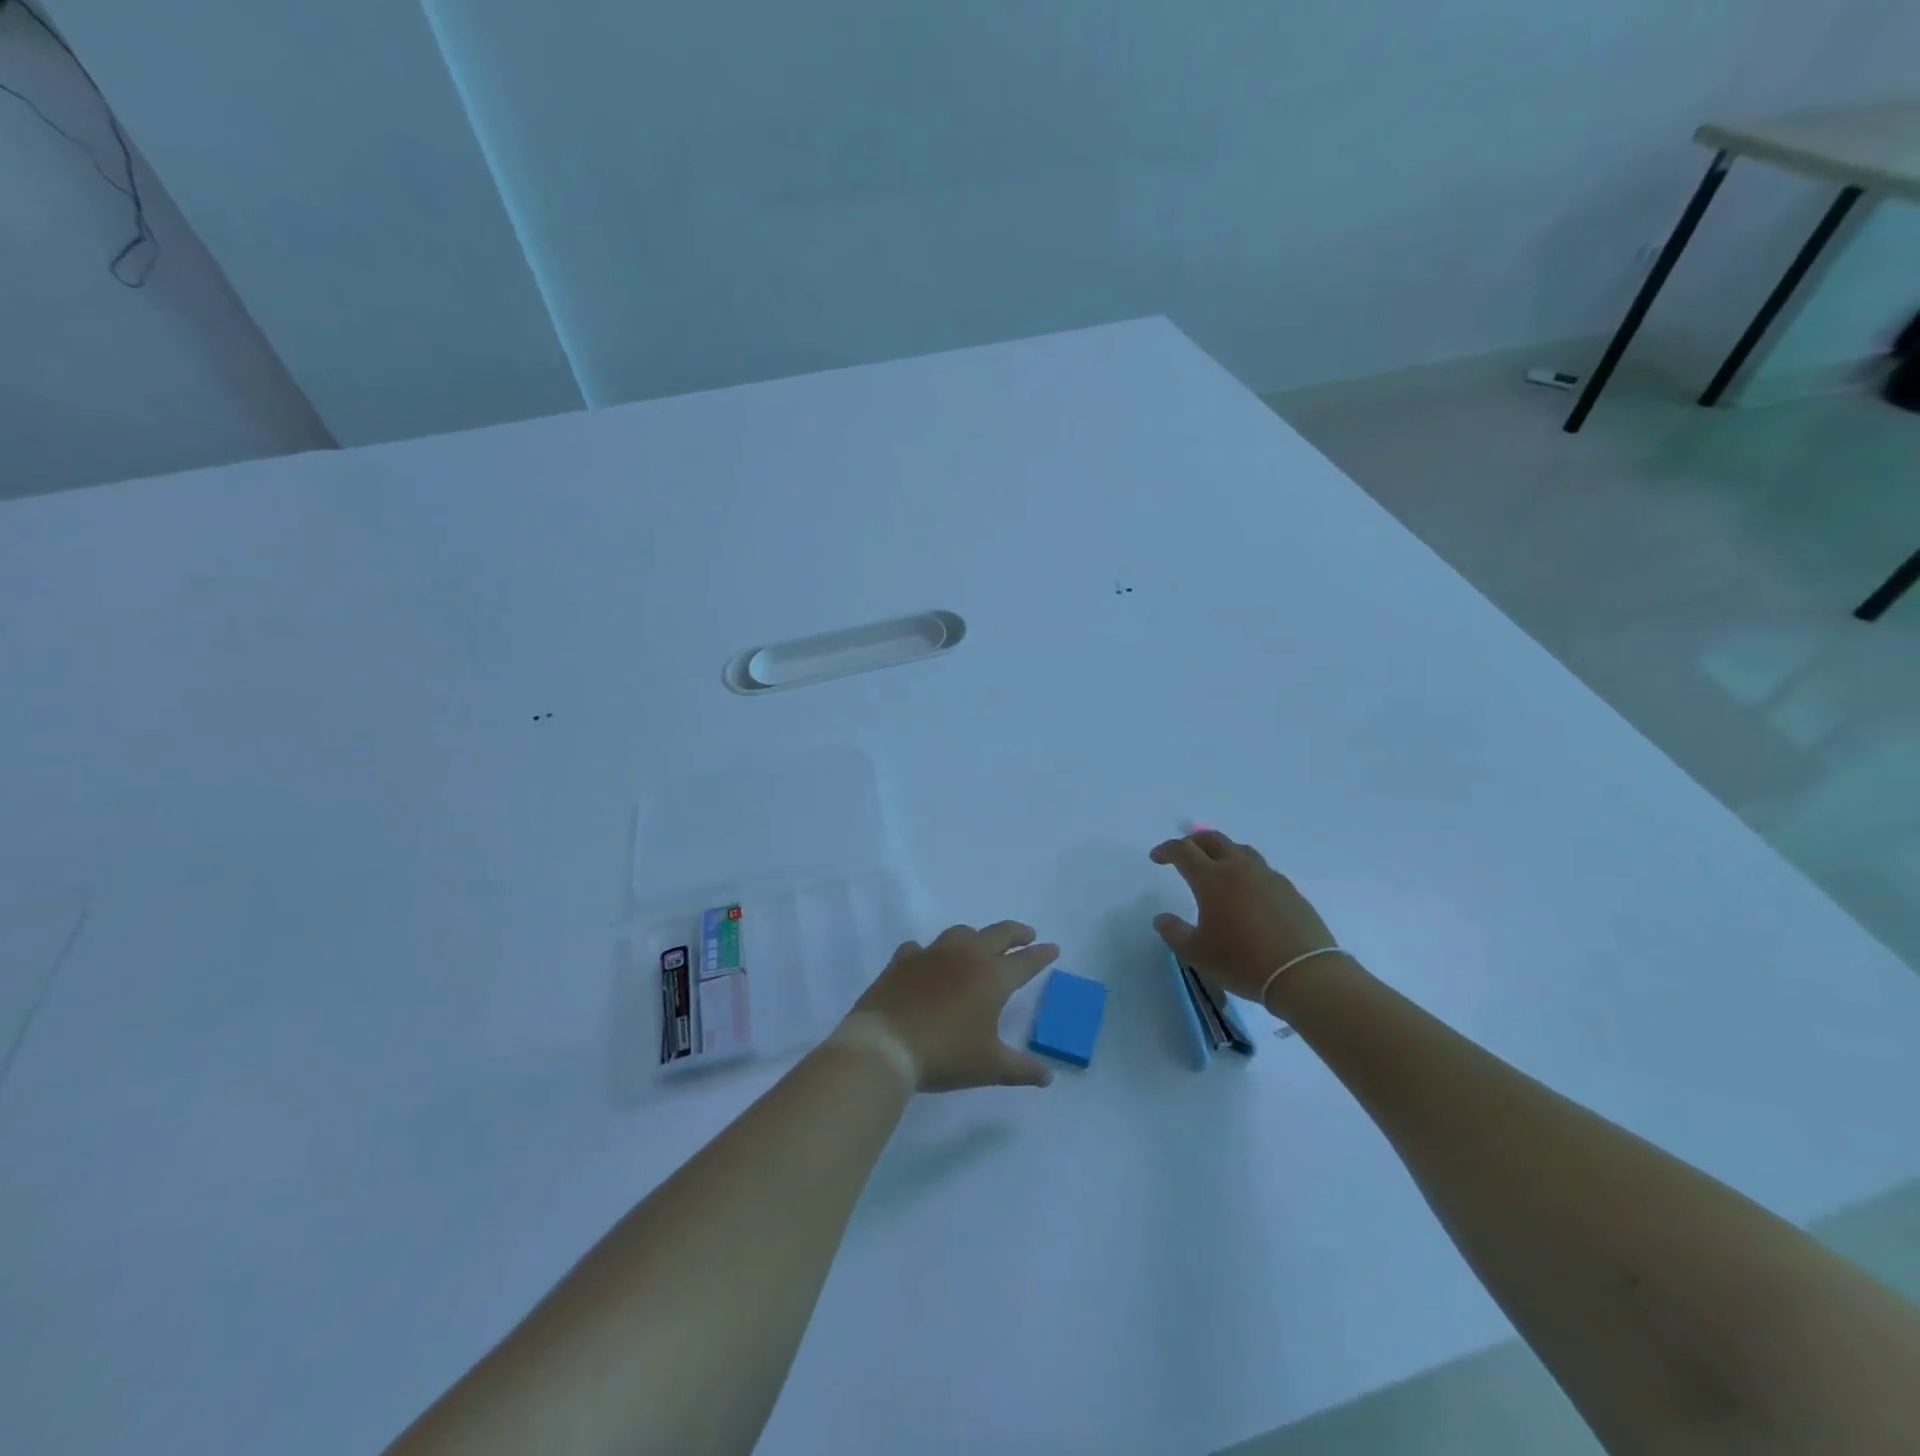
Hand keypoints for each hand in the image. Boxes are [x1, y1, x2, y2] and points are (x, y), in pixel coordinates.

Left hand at [844, 922, 1059, 1092]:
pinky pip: (921, 947)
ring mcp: (932, 953)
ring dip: (976, 936)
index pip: (1026, 961)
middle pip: (998, 933)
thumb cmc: (946, 1054)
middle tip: (1027, 935)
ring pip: (961, 933)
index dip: (1042, 955)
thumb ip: (1022, 1069)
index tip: (1053, 948)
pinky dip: (930, 953)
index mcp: (992, 977)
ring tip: (980, 945)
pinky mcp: (904, 960)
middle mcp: (966, 955)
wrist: (886, 1044)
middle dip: (1017, 933)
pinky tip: (928, 961)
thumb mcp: (990, 1067)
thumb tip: (1048, 1077)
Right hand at [1150, 831, 1338, 1006]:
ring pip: (1241, 850)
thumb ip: (1174, 932)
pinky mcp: (1290, 891)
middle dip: (1194, 842)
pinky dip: (1247, 872)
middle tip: (1184, 853)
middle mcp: (1240, 869)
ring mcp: (1269, 877)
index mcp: (1212, 878)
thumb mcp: (1197, 953)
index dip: (1166, 850)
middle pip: (1213, 840)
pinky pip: (1262, 871)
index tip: (1156, 858)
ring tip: (1217, 867)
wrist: (1304, 974)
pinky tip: (1248, 892)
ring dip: (1223, 852)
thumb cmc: (1242, 961)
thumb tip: (1161, 918)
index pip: (1183, 851)